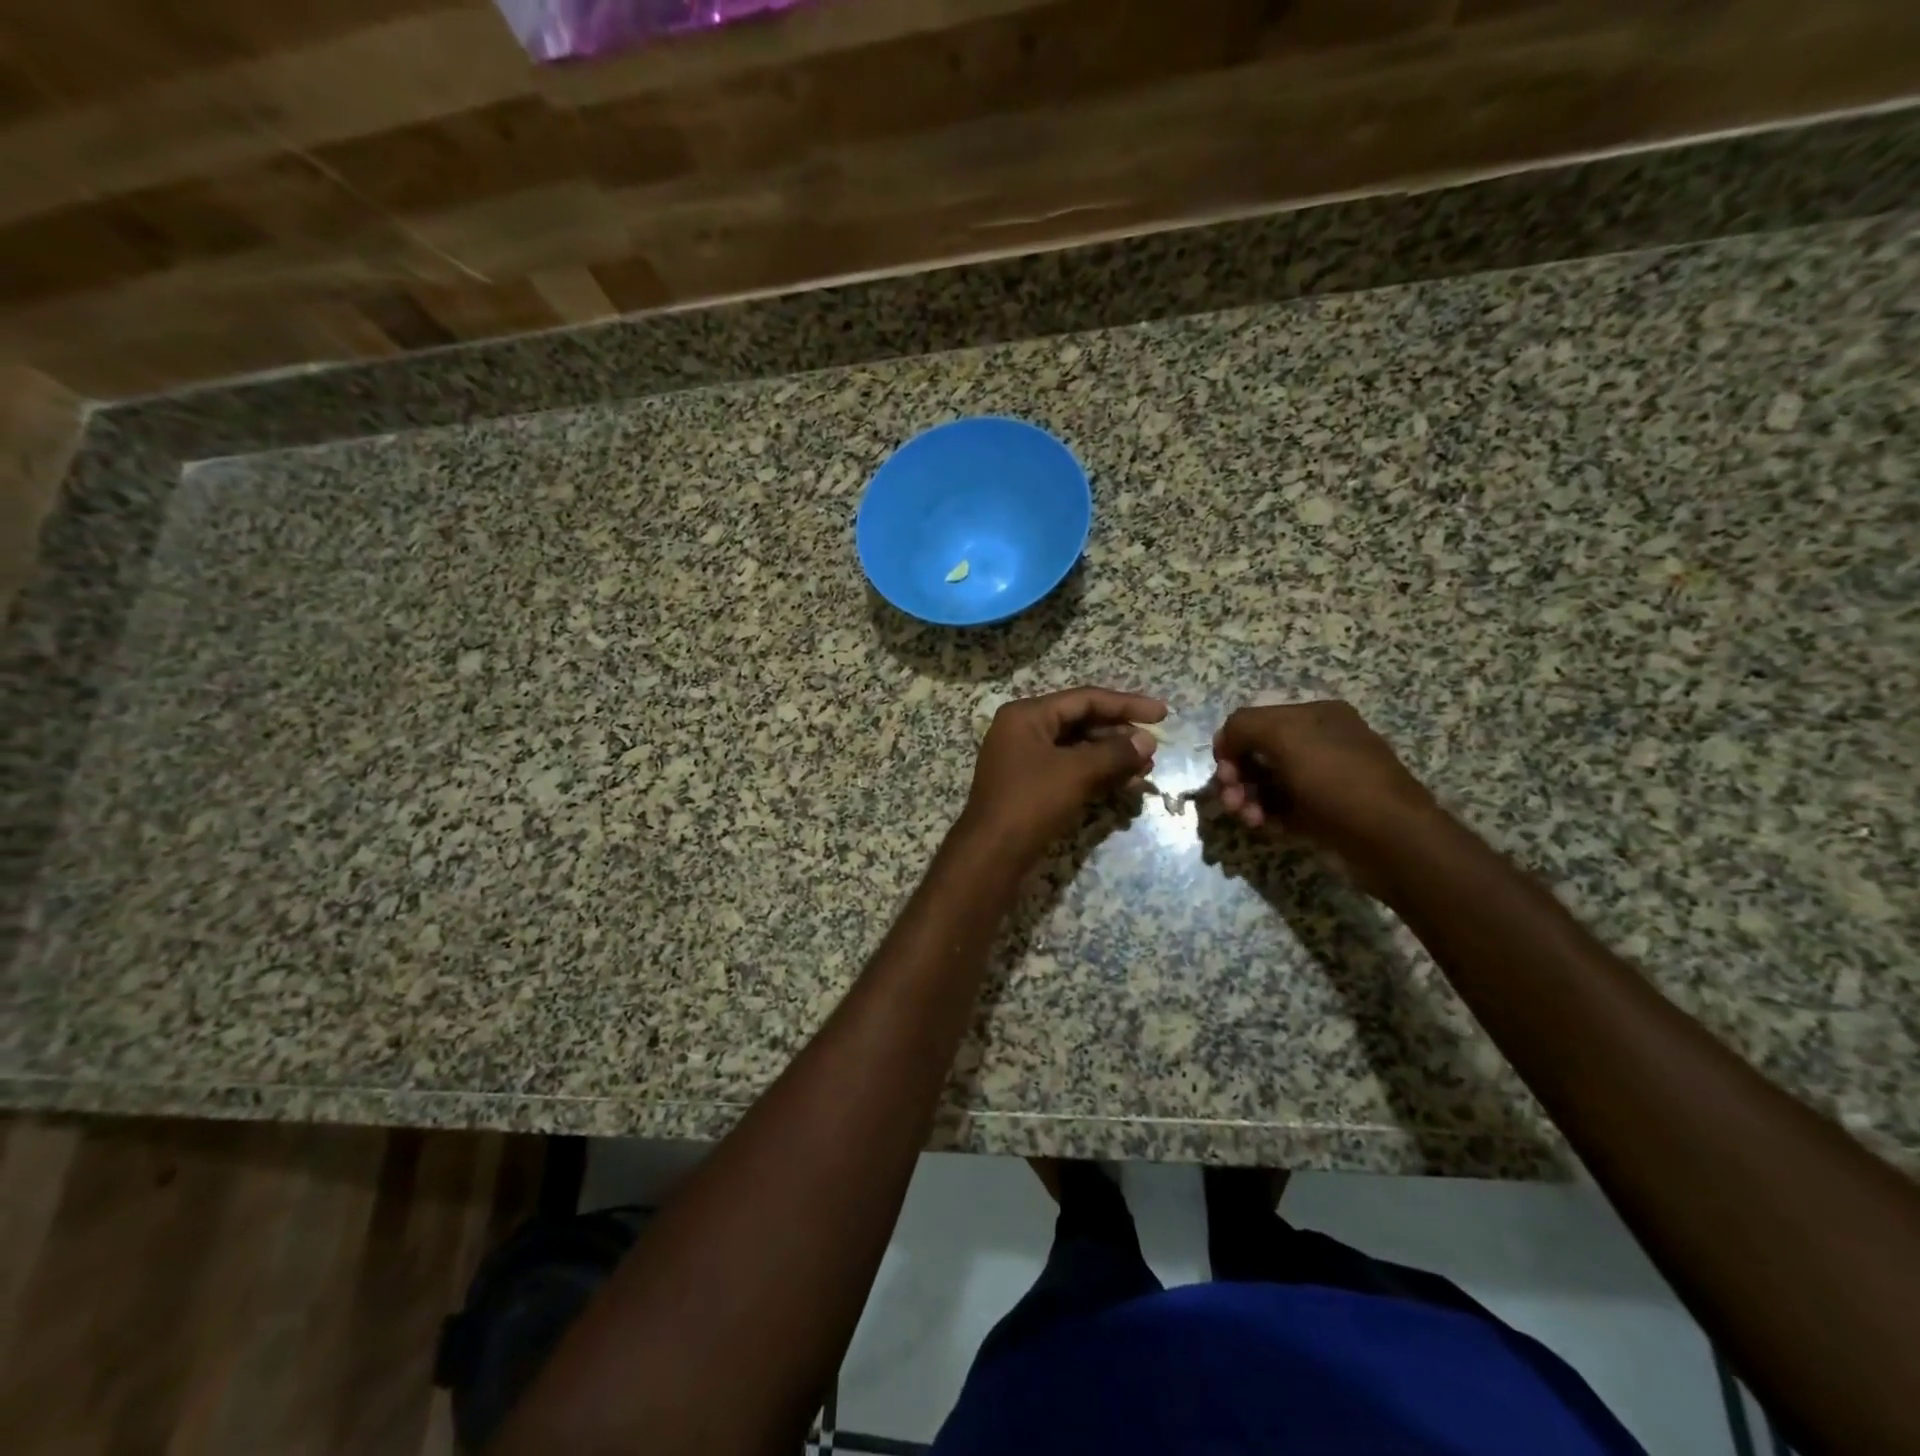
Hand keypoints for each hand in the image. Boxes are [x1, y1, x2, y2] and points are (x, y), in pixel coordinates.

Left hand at [961, 687, 1165, 859]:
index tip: (1162, 714)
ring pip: (1077, 748)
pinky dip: (1096, 774)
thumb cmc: (1031, 802)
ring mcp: (1025, 759)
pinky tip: (1125, 783)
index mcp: (1027, 715)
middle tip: (1153, 749)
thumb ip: (1115, 753)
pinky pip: (1069, 769)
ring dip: (1111, 757)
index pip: (1084, 699)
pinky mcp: (1030, 785)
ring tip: (1146, 769)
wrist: (992, 854)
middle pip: (1080, 722)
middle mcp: (1023, 730)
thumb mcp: (1076, 772)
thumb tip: (1148, 741)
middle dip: (1119, 735)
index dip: (1126, 704)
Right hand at [1211, 700, 1436, 868]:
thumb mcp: (1286, 735)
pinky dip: (1264, 816)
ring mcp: (1320, 780)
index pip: (1254, 721)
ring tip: (1248, 818)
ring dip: (1246, 799)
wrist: (1391, 840)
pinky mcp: (1320, 813)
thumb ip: (1244, 725)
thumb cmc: (1337, 780)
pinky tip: (1264, 826)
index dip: (1231, 743)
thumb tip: (1225, 742)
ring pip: (1264, 784)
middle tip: (1230, 800)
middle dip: (1236, 776)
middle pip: (1256, 754)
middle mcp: (1317, 743)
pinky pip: (1279, 809)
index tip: (1224, 770)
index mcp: (1314, 716)